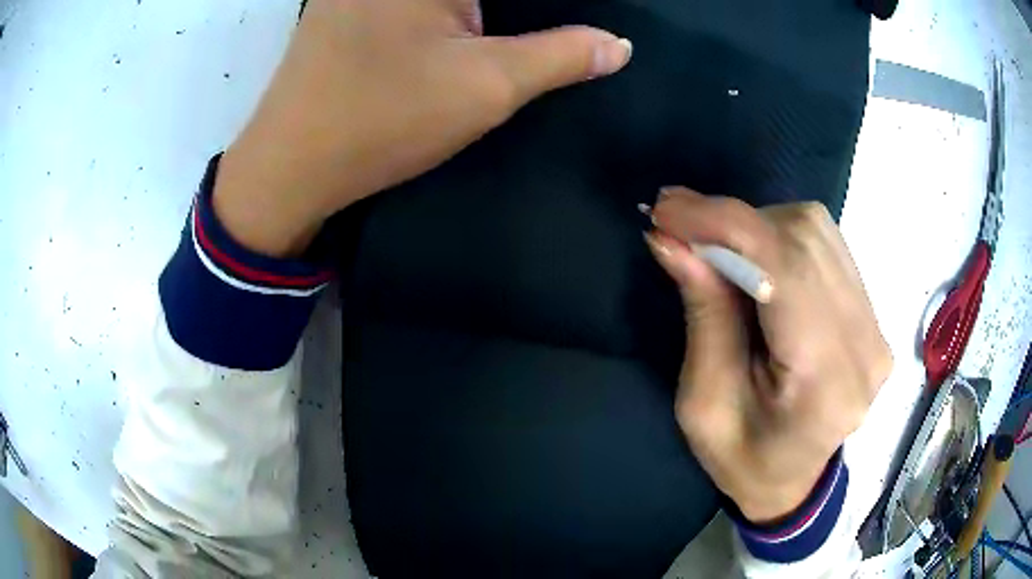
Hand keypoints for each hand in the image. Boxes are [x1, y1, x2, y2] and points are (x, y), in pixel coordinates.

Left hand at [214, 0, 632, 256]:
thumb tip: (617, 46)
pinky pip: (416, 2)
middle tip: (551, 34)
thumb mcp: (487, 86)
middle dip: (517, 12)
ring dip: (483, 13)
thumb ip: (561, 56)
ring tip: (512, 35)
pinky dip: (449, 12)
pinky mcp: (344, 6)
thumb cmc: (383, 120)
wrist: (290, 166)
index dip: (544, 9)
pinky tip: (462, 32)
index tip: (537, 44)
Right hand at [644, 189, 891, 522]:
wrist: (794, 482)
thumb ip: (703, 315)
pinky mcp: (871, 314)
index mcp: (825, 382)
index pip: (787, 270)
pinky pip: (827, 245)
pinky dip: (781, 236)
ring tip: (716, 246)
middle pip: (805, 239)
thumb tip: (672, 239)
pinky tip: (755, 258)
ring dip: (757, 227)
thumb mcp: (704, 404)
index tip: (667, 207)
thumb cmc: (743, 460)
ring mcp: (875, 325)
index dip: (726, 224)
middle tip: (681, 228)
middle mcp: (865, 344)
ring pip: (817, 231)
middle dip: (734, 222)